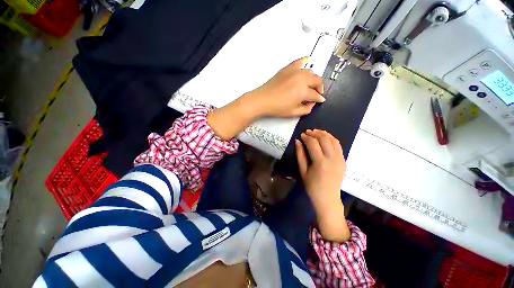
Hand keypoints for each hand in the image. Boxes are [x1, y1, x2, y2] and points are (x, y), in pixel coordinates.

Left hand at [207, 58, 323, 139]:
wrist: (261, 100)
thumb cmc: (276, 108)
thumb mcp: (293, 113)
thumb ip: (306, 109)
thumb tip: (312, 104)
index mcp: (303, 91)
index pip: (316, 95)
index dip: (319, 99)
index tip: (320, 101)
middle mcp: (301, 78)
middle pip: (317, 80)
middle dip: (319, 87)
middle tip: (317, 94)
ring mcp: (294, 71)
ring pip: (311, 71)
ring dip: (314, 78)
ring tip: (311, 85)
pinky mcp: (287, 68)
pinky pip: (299, 61)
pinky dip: (304, 61)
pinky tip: (307, 61)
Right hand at [295, 129, 349, 241]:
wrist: (328, 198)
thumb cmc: (312, 186)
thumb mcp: (302, 171)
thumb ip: (300, 154)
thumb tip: (297, 141)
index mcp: (320, 162)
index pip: (313, 143)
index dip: (306, 137)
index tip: (301, 135)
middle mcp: (332, 159)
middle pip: (324, 139)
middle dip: (315, 133)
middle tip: (308, 132)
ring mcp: (340, 159)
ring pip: (333, 140)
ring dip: (324, 134)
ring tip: (316, 132)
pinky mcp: (344, 161)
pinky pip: (339, 146)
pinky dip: (332, 139)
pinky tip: (325, 138)